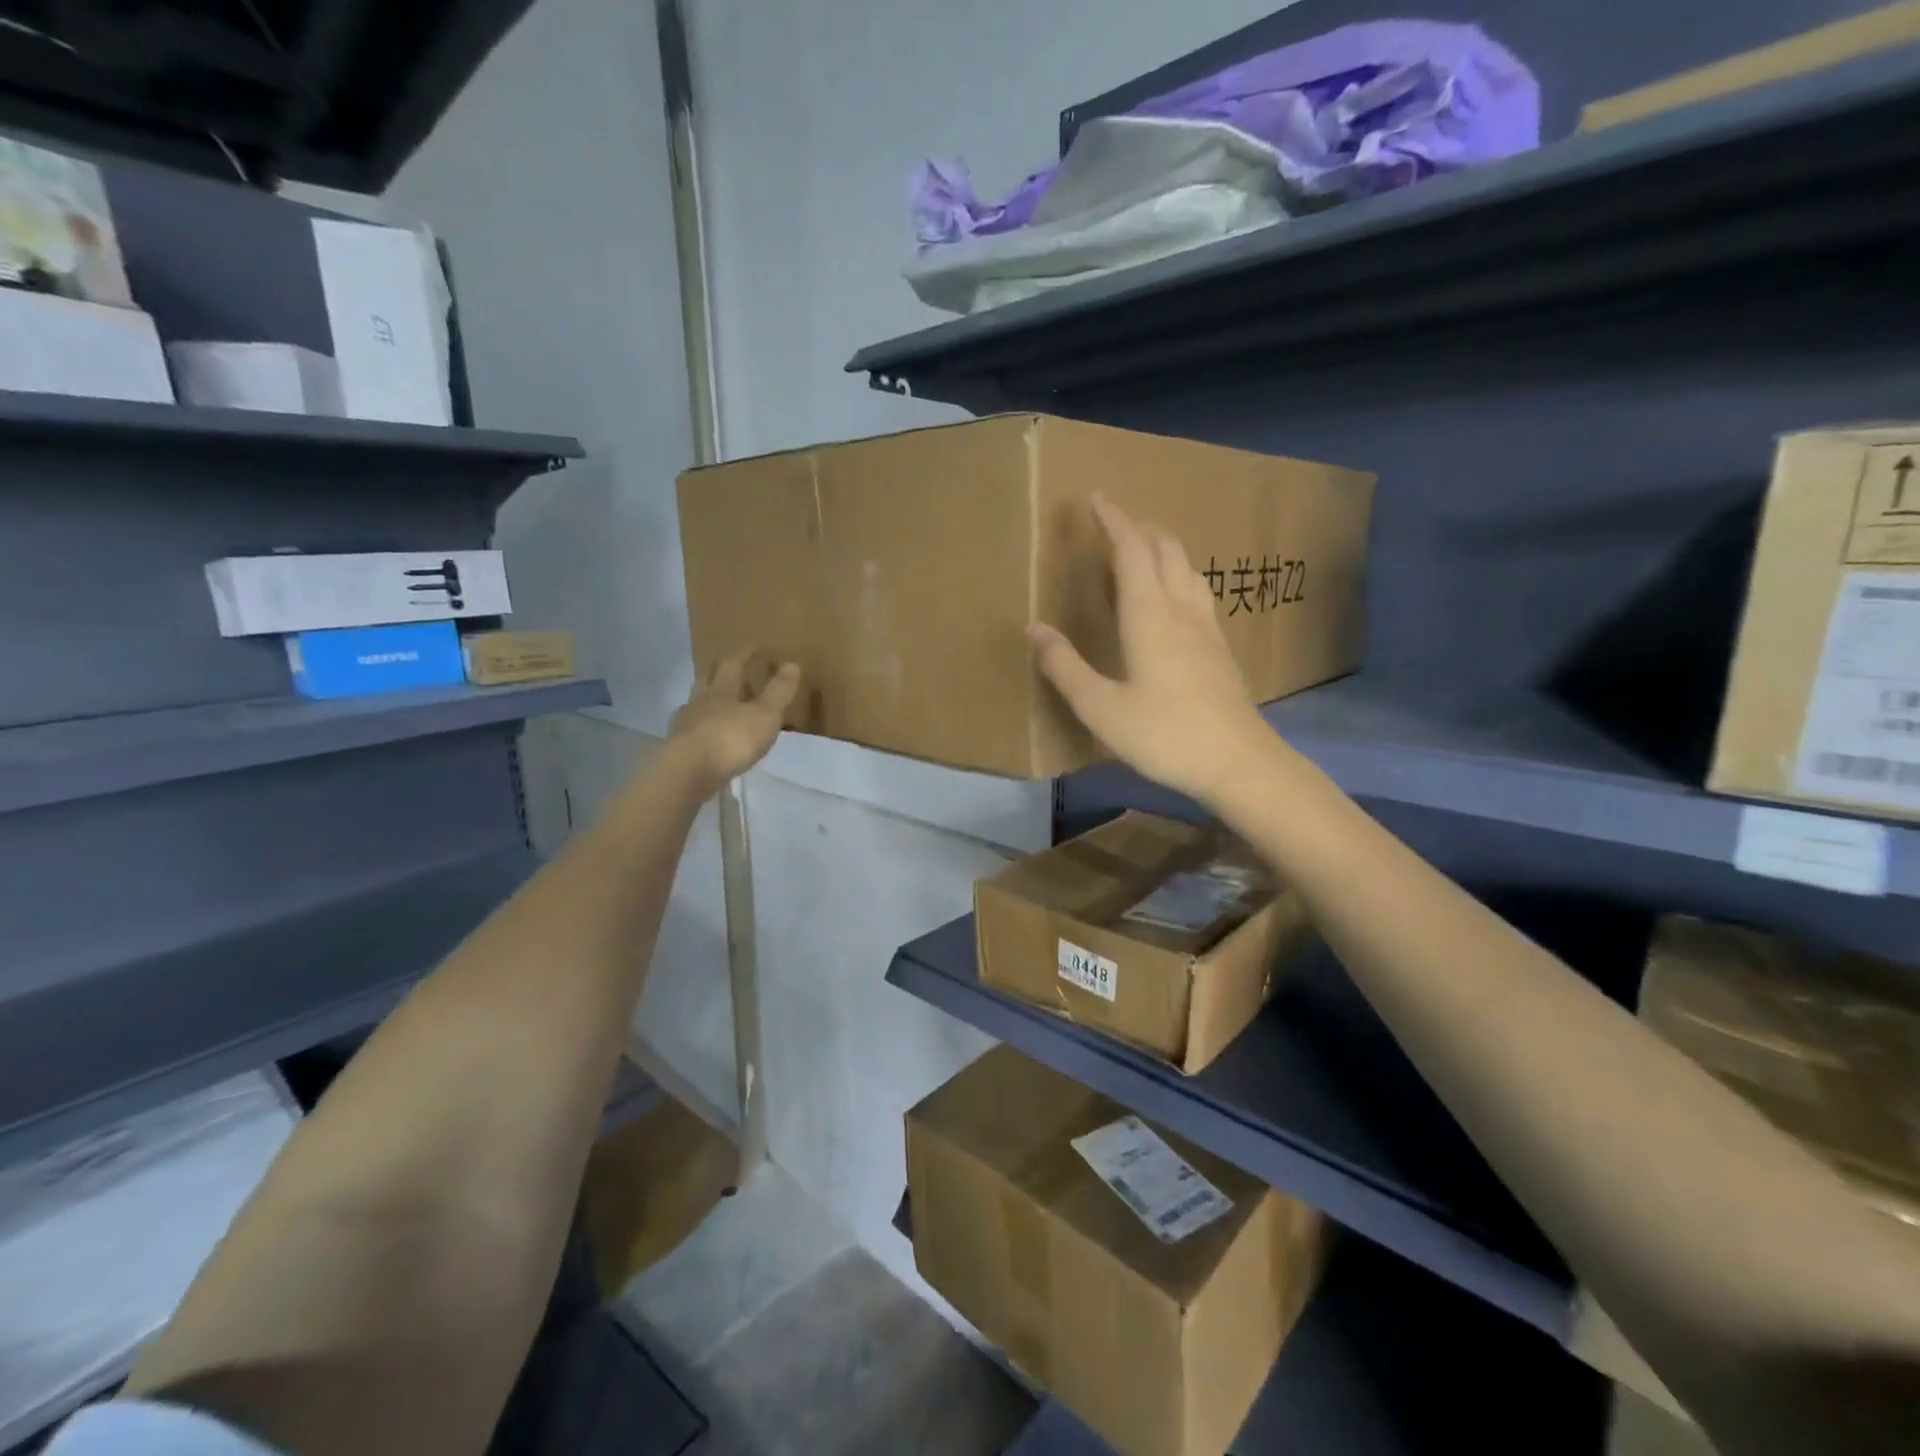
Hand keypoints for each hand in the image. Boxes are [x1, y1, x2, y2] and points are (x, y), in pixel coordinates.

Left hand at [667, 650, 800, 793]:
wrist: (688, 772)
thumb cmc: (731, 739)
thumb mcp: (765, 715)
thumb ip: (778, 691)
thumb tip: (792, 663)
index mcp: (722, 690)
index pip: (733, 665)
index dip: (745, 655)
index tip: (754, 648)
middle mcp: (700, 702)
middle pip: (707, 679)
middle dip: (718, 671)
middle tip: (727, 666)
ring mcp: (686, 725)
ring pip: (695, 704)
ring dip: (706, 699)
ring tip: (715, 701)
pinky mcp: (678, 748)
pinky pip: (691, 730)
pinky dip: (699, 727)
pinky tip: (704, 735)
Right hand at [1029, 495, 1271, 805]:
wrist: (1239, 763)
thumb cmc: (1164, 734)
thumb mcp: (1101, 707)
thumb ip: (1065, 667)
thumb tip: (1035, 629)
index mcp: (1149, 615)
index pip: (1131, 550)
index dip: (1113, 520)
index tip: (1095, 497)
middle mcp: (1181, 610)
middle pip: (1165, 549)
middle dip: (1139, 527)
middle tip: (1115, 520)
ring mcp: (1207, 628)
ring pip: (1187, 568)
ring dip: (1163, 547)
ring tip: (1142, 549)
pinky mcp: (1220, 649)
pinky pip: (1197, 592)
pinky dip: (1177, 575)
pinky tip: (1173, 598)